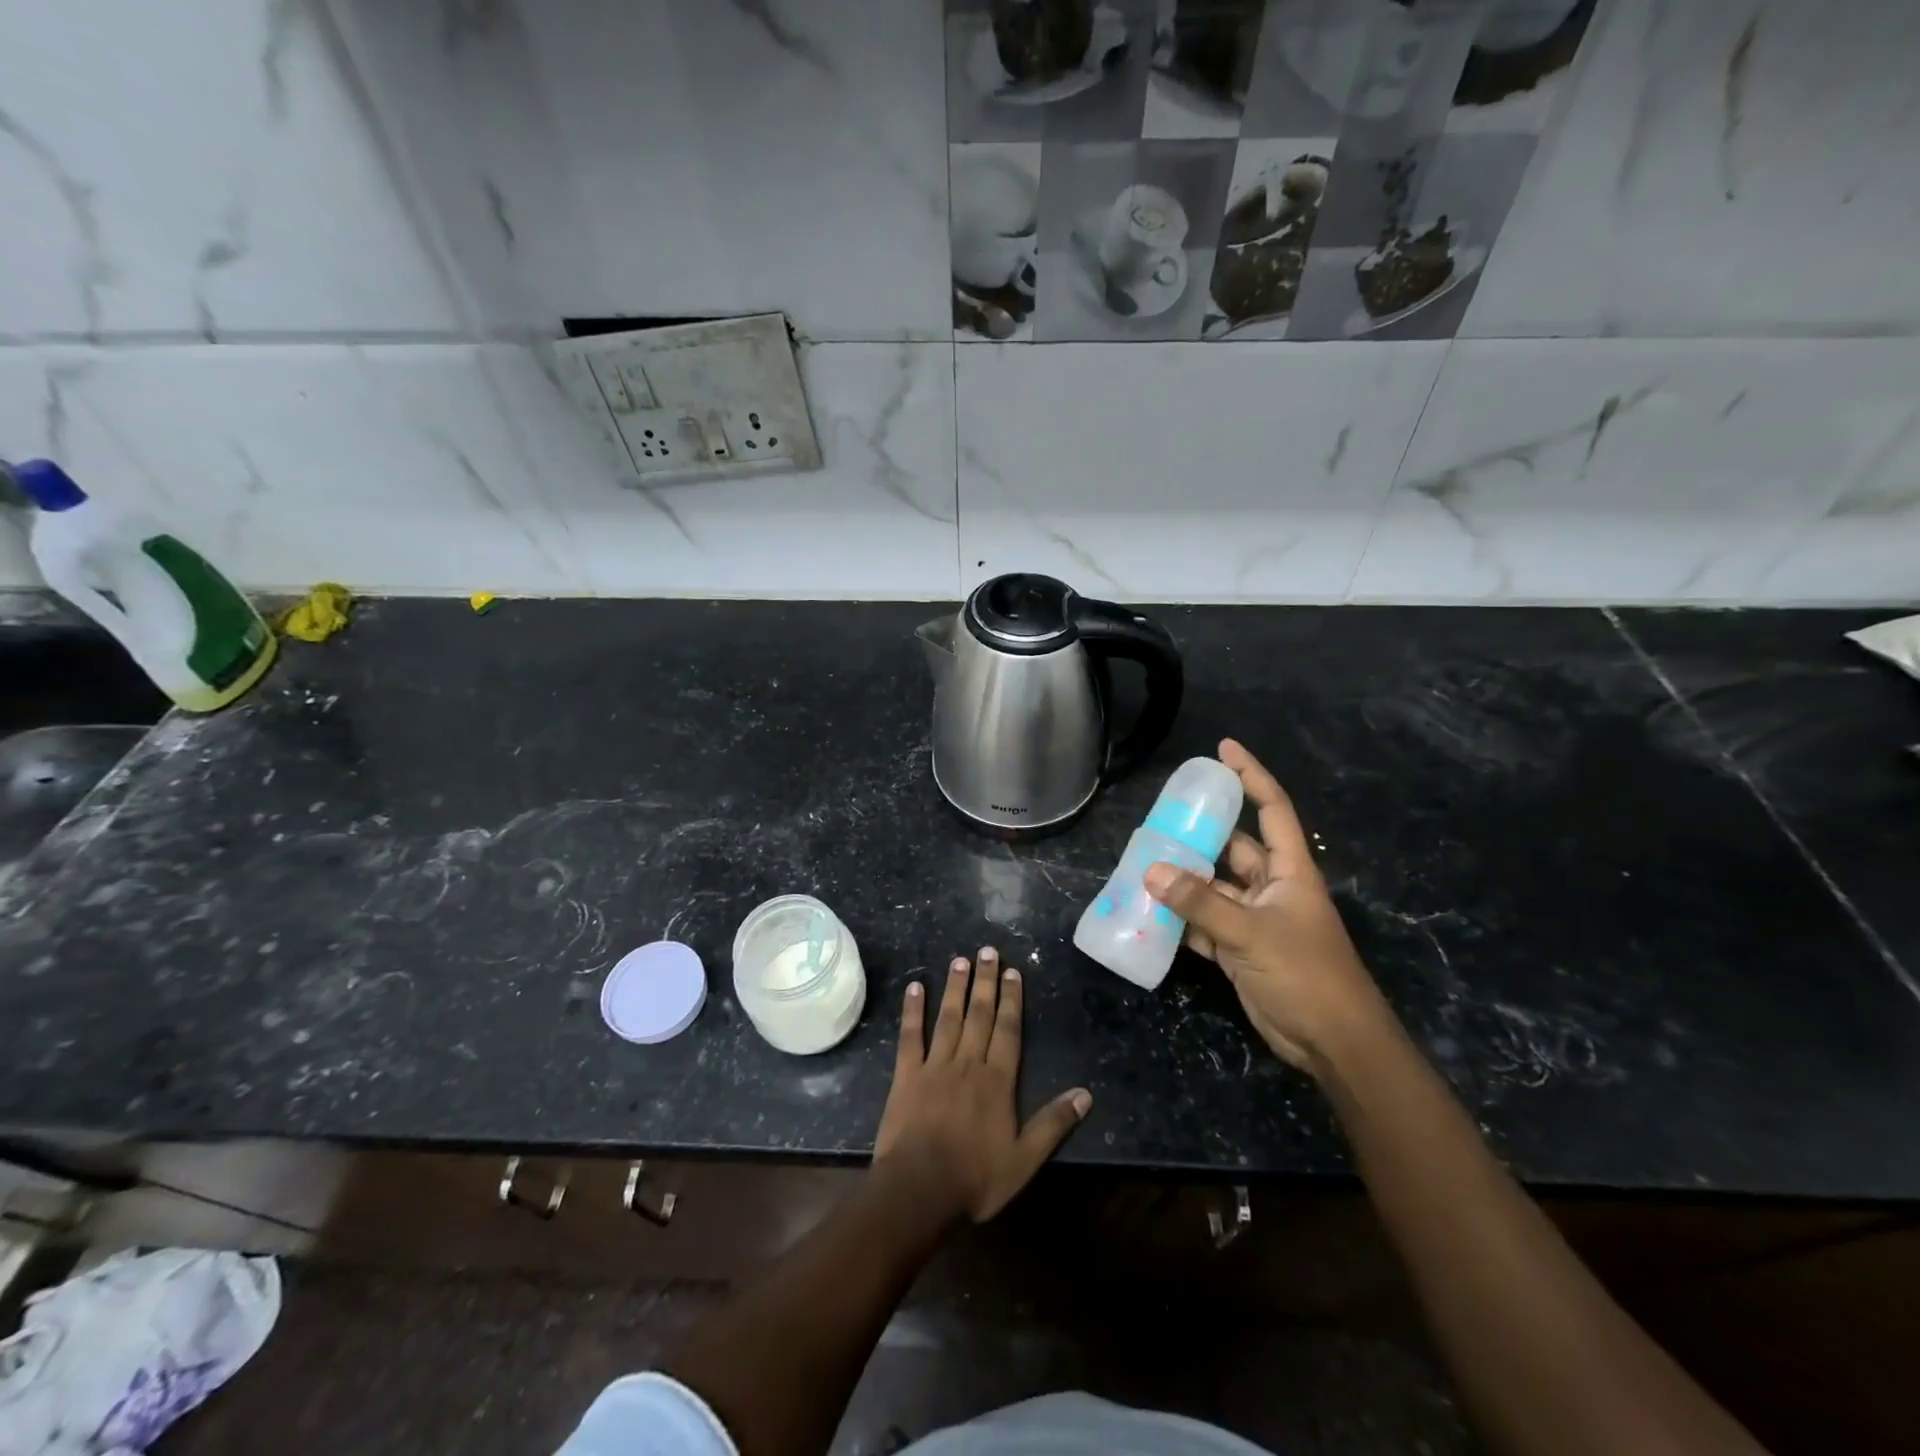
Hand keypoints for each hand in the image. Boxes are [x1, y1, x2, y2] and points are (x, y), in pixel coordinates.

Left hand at [873, 947, 1091, 1222]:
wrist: (918, 1189)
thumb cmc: (974, 1178)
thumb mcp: (1024, 1160)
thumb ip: (1053, 1124)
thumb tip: (1086, 1094)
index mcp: (997, 1081)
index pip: (1007, 1030)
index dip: (1011, 1000)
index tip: (1013, 972)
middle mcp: (968, 1063)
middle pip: (979, 1015)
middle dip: (985, 981)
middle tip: (988, 950)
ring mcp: (935, 1066)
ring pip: (948, 1018)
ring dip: (955, 988)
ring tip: (960, 960)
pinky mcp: (906, 1075)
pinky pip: (910, 1036)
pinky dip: (913, 1010)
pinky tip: (915, 987)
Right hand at [1145, 738, 1391, 1076]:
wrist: (1332, 1043)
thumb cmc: (1306, 974)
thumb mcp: (1252, 933)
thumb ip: (1200, 903)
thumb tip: (1151, 872)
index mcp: (1289, 870)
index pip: (1271, 809)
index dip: (1250, 775)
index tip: (1223, 749)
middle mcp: (1271, 887)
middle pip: (1232, 848)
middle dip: (1199, 833)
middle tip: (1158, 818)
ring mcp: (1254, 919)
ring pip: (1212, 887)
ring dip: (1182, 881)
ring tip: (1141, 864)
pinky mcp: (1239, 949)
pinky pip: (1203, 922)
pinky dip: (1180, 919)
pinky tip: (1149, 912)